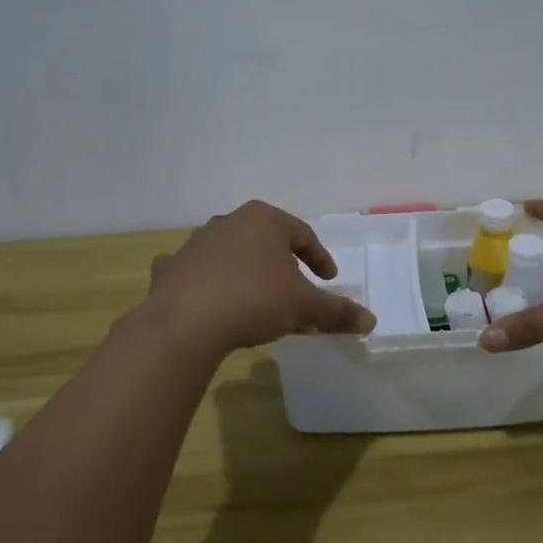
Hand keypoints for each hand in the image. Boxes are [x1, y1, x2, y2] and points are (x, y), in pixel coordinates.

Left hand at [144, 200, 376, 354]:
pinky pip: (197, 272)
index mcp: (264, 219)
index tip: (329, 279)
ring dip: (248, 272)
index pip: (302, 234)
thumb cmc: (255, 300)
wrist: (186, 323)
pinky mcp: (172, 267)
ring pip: (232, 254)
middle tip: (296, 288)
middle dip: (283, 264)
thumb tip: (370, 320)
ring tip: (258, 300)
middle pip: (266, 241)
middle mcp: (229, 221)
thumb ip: (337, 311)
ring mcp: (196, 243)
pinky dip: (207, 281)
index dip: (319, 257)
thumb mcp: (304, 306)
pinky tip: (210, 299)